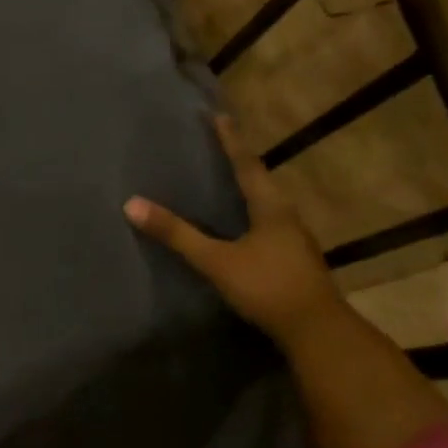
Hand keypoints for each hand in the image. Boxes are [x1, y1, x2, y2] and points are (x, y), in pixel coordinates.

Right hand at [124, 114, 344, 347]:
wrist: (317, 331)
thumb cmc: (267, 286)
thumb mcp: (216, 261)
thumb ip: (176, 234)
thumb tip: (131, 204)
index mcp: (271, 207)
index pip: (246, 164)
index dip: (230, 141)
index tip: (219, 116)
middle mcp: (286, 216)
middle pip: (261, 180)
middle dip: (240, 161)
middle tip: (219, 144)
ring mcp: (294, 239)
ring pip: (267, 203)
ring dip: (247, 187)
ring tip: (226, 179)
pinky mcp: (293, 258)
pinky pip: (268, 223)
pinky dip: (251, 212)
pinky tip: (240, 223)